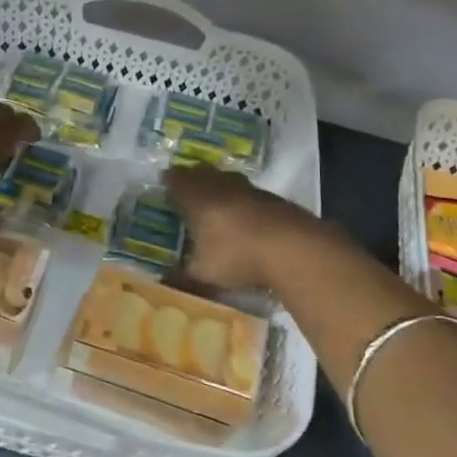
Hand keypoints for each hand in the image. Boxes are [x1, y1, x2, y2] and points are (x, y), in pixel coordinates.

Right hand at [163, 164, 323, 292]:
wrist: (293, 247)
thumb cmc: (237, 256)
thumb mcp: (203, 274)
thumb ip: (181, 279)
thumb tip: (163, 284)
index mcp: (197, 197)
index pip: (176, 179)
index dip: (169, 182)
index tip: (165, 187)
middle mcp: (221, 185)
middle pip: (203, 173)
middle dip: (193, 179)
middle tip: (187, 190)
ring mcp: (250, 189)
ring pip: (228, 180)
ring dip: (220, 188)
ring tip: (216, 203)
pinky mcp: (274, 199)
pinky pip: (250, 194)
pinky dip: (243, 202)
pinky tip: (245, 219)